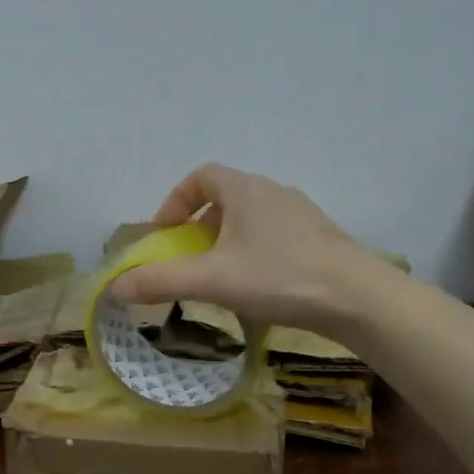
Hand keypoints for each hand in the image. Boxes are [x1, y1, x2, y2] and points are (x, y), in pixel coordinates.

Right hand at [108, 164, 379, 332]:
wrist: (358, 298)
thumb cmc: (280, 277)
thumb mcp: (212, 280)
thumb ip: (161, 281)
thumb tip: (115, 288)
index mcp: (245, 190)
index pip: (202, 176)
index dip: (176, 199)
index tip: (165, 232)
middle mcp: (273, 192)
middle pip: (226, 196)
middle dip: (199, 224)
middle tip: (189, 257)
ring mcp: (301, 214)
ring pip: (252, 218)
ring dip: (228, 239)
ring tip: (221, 275)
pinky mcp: (319, 238)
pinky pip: (275, 235)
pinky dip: (255, 251)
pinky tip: (258, 285)